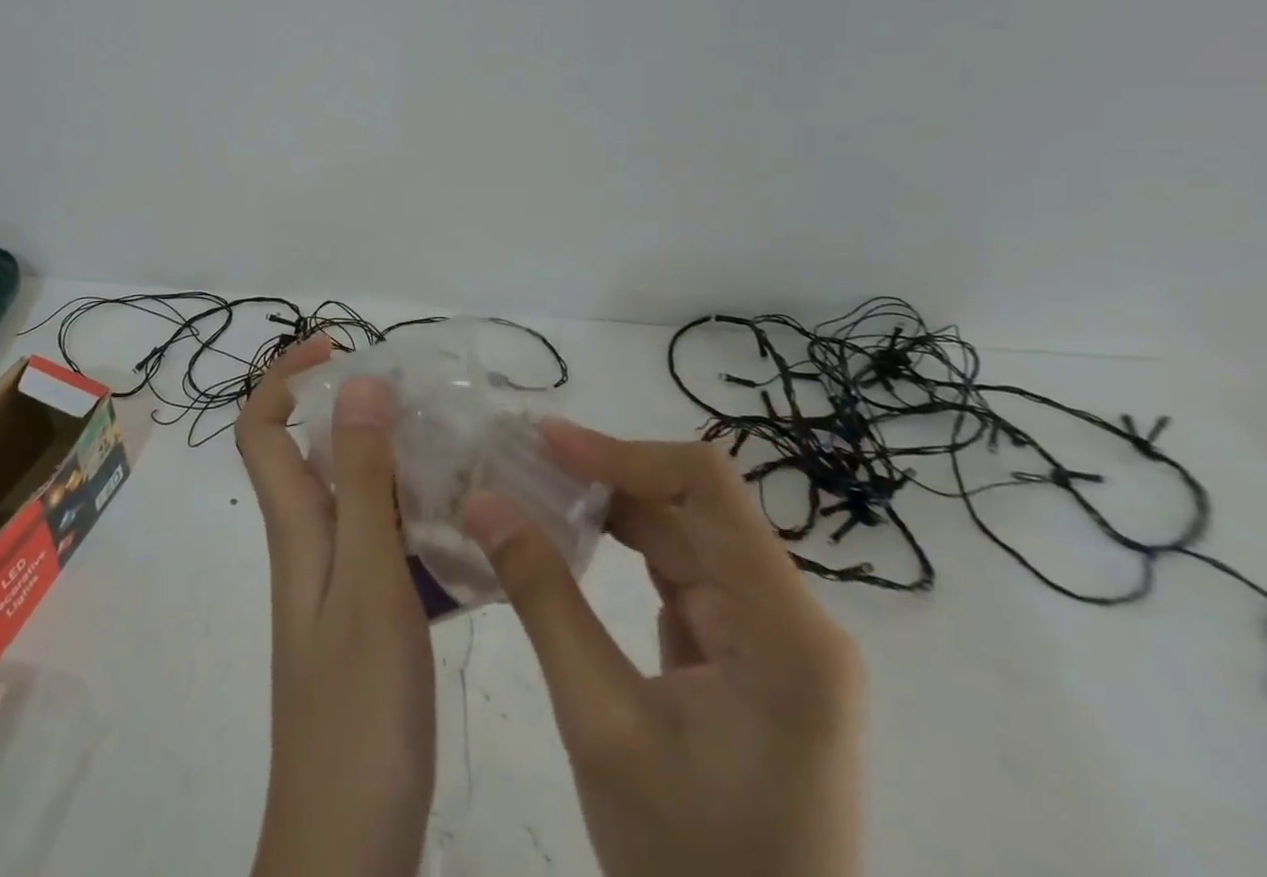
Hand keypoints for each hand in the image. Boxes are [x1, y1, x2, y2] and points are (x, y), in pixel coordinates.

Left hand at [236, 337, 435, 876]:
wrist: (347, 841)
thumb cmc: (357, 707)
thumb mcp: (367, 579)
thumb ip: (363, 482)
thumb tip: (356, 384)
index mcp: (296, 526)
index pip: (261, 428)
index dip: (285, 377)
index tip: (338, 350)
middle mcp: (308, 544)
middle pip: (313, 453)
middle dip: (355, 410)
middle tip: (421, 401)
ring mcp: (334, 585)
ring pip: (354, 496)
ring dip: (393, 464)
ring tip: (454, 454)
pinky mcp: (364, 621)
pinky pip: (384, 545)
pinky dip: (415, 522)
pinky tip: (467, 533)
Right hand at [466, 421, 863, 876]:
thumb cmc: (687, 867)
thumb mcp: (601, 722)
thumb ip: (543, 597)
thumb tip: (483, 501)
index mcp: (786, 632)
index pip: (706, 488)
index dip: (620, 451)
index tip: (542, 442)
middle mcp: (793, 622)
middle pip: (693, 510)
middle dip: (604, 477)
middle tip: (518, 461)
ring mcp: (774, 644)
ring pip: (684, 540)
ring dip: (611, 511)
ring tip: (532, 490)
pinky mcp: (748, 664)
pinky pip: (683, 580)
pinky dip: (625, 552)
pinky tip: (570, 544)